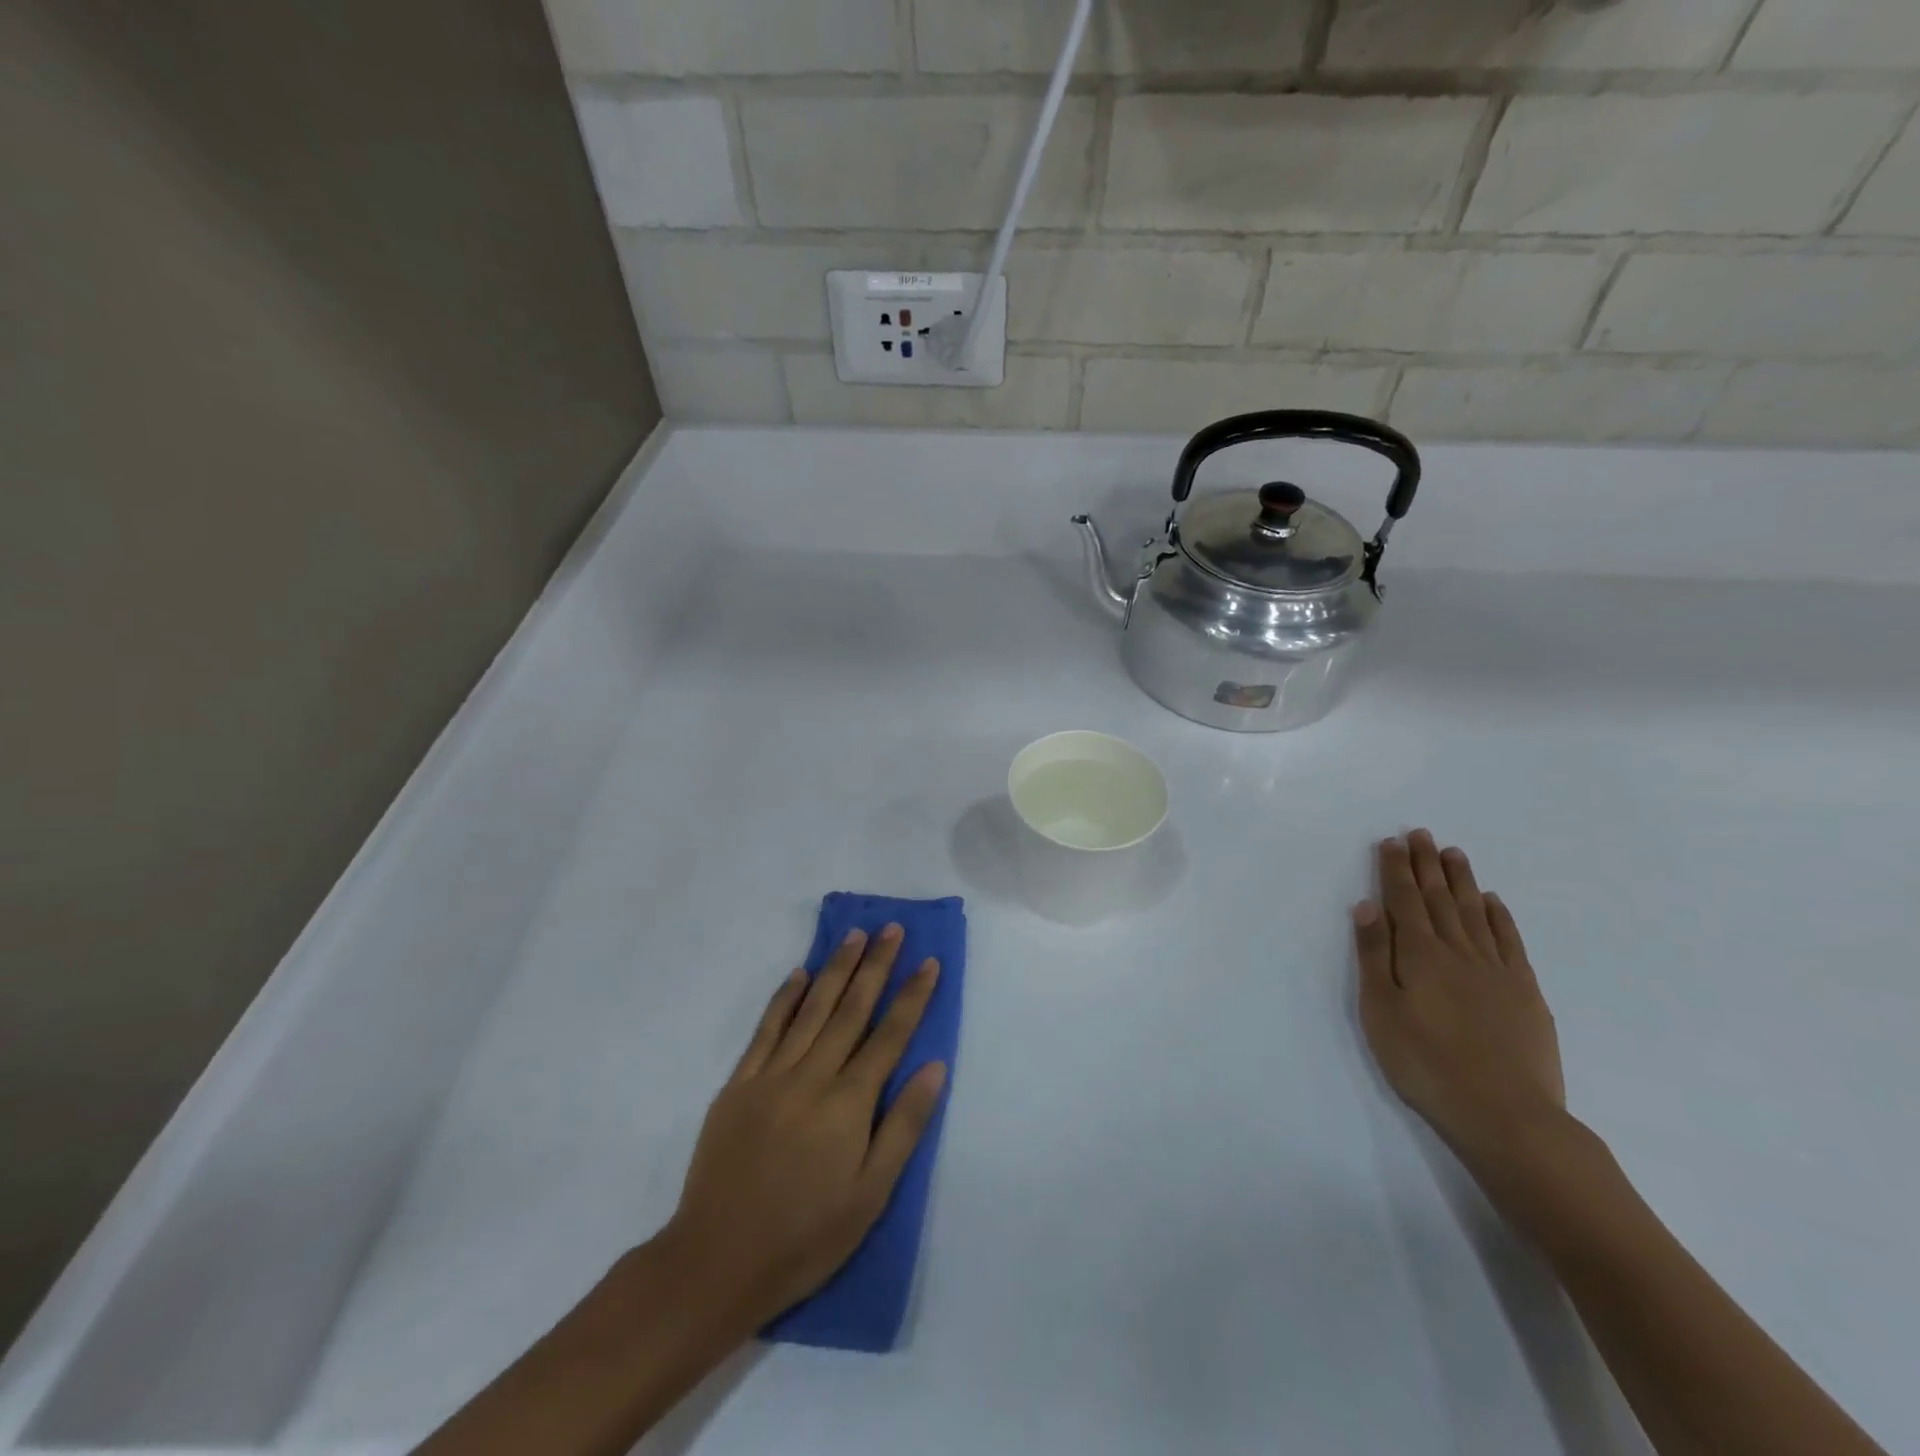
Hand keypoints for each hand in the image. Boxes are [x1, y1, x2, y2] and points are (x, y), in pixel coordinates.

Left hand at [661, 925, 946, 1336]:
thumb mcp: (870, 1195)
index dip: (912, 996)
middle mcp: (812, 1076)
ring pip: (811, 1008)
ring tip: (855, 936)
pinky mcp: (739, 1084)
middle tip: (891, 928)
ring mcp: (771, 1075)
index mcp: (849, 1103)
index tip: (929, 961)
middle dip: (875, 966)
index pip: (890, 1036)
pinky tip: (798, 974)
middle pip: (851, 1009)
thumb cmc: (805, 1237)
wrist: (716, 1262)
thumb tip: (934, 1066)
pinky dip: (784, 998)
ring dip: (835, 968)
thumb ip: (904, 1126)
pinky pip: (766, 1029)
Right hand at [1353, 831, 1565, 1164]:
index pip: (1403, 900)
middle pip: (1438, 898)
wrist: (1506, 1114)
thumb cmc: (1425, 1063)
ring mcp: (1496, 970)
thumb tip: (1367, 906)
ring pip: (1474, 912)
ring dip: (1461, 880)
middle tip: (1421, 833)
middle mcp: (1458, 951)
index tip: (1391, 842)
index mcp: (1419, 954)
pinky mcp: (1525, 991)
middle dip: (1426, 864)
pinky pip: (1509, 941)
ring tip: (1452, 853)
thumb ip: (1373, 956)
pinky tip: (1492, 902)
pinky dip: (1499, 916)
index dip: (1395, 869)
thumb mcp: (1381, 1011)